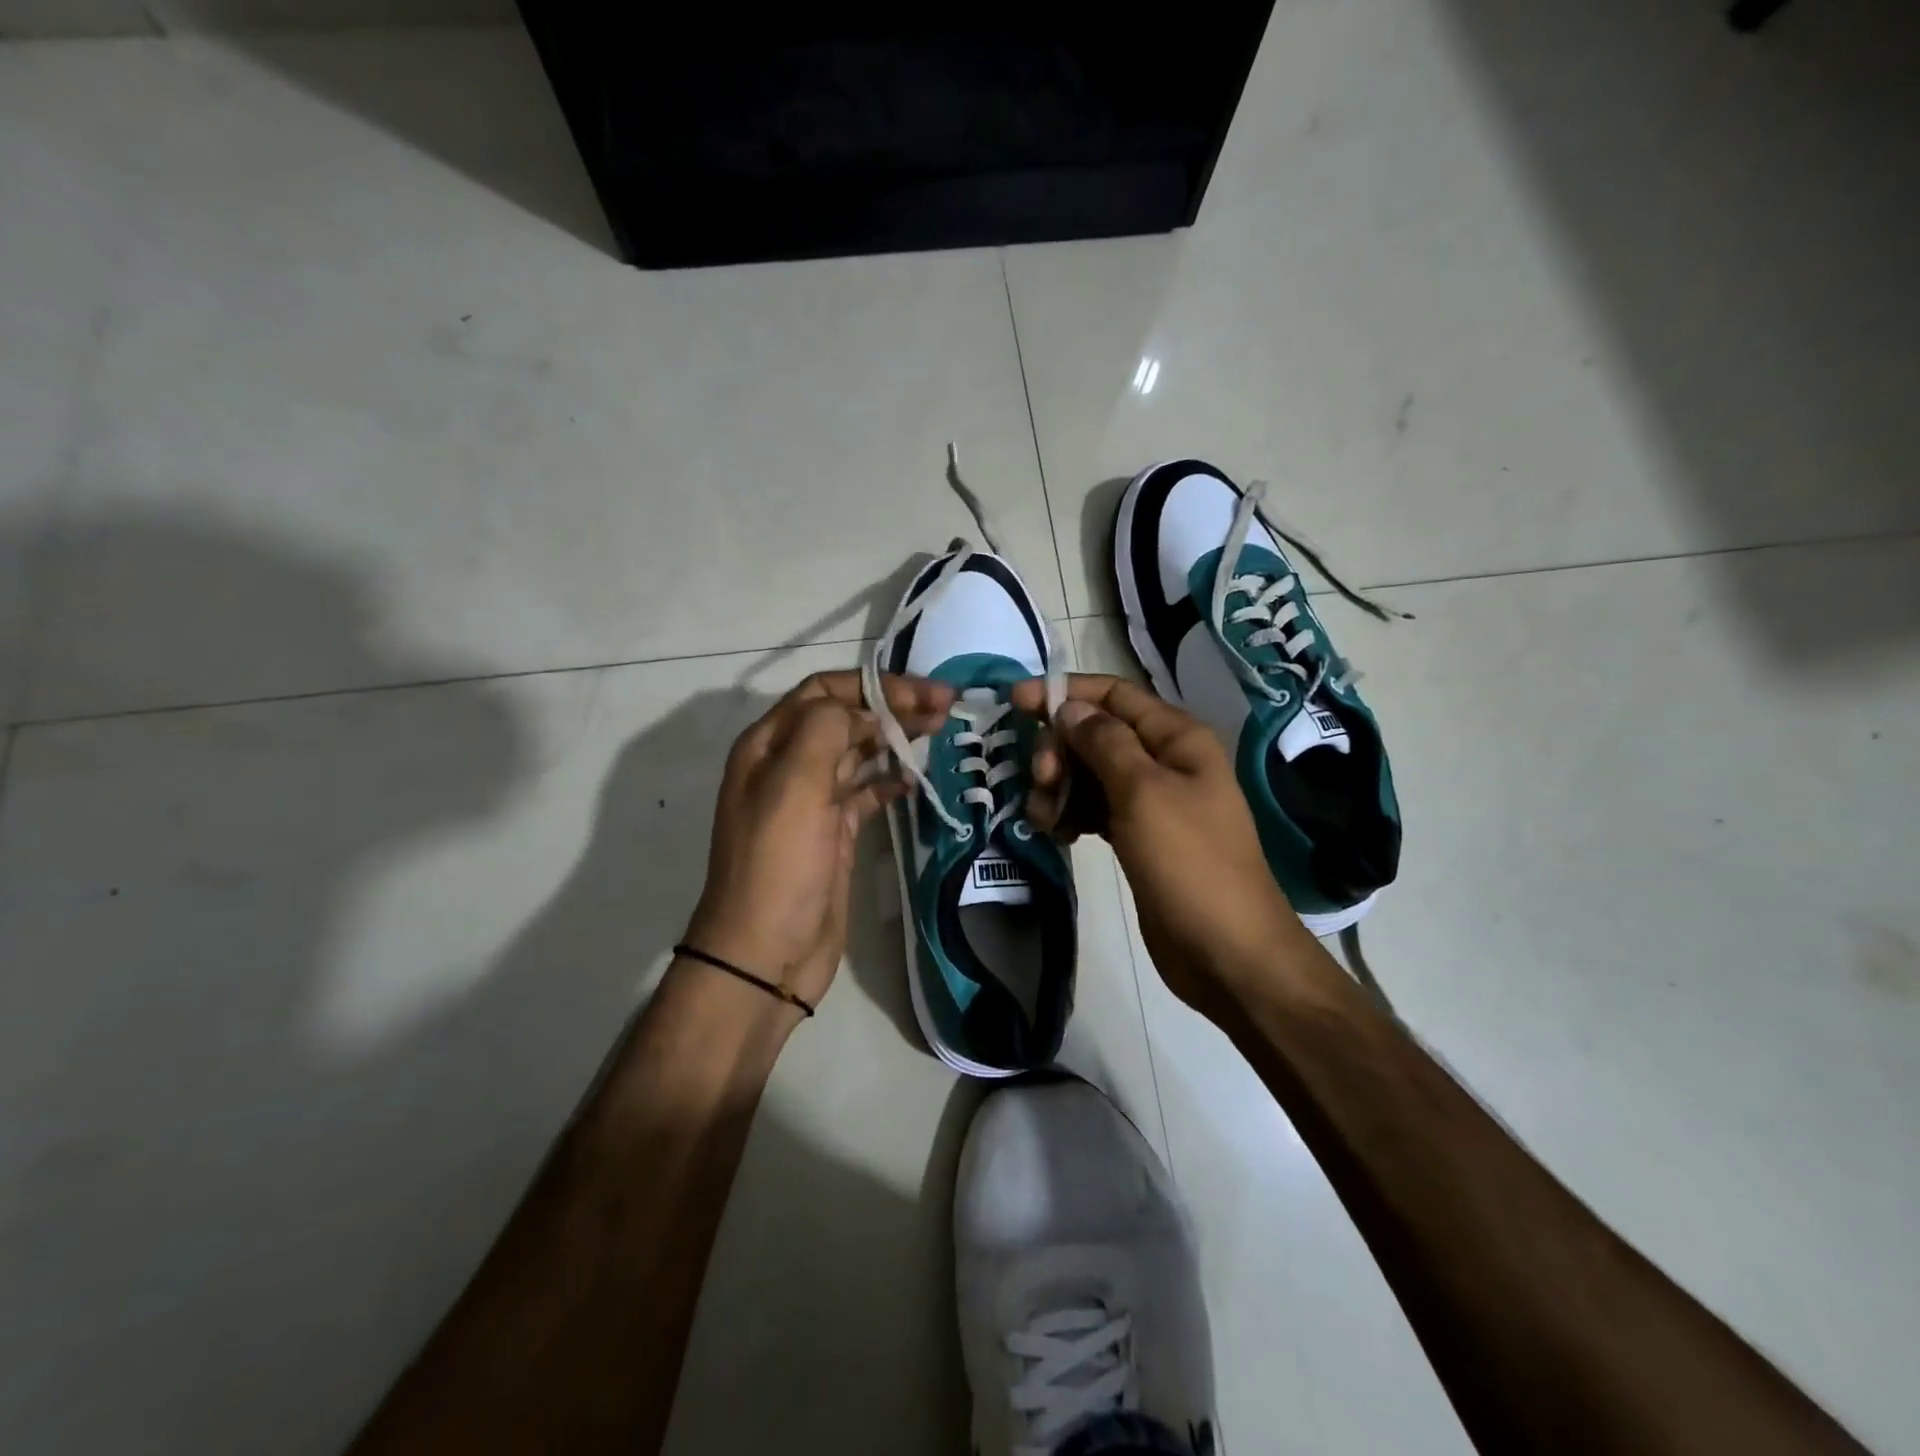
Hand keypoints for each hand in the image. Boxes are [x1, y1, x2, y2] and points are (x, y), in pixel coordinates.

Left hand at [685, 670, 952, 1011]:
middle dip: (893, 705)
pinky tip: (915, 779)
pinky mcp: (834, 832)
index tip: (923, 692)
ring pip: (859, 752)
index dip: (874, 685)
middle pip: (846, 717)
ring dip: (896, 737)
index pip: (825, 692)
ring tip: (941, 730)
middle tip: (946, 706)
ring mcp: (812, 800)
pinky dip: (890, 780)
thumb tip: (862, 709)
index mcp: (769, 745)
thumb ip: (825, 729)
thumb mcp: (794, 785)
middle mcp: (788, 764)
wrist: (765, 953)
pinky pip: (866, 792)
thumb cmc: (778, 864)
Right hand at [1012, 674, 1307, 1011]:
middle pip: (1096, 733)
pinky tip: (1058, 833)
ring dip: (1060, 787)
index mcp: (1176, 738)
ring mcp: (1150, 801)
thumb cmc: (1189, 864)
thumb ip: (1103, 742)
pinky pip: (1094, 808)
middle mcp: (1164, 761)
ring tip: (1047, 819)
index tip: (1015, 702)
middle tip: (1041, 781)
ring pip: (1090, 773)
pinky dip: (1071, 814)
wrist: (1227, 952)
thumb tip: (1069, 706)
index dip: (1064, 692)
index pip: (1113, 694)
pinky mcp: (1137, 836)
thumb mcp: (1144, 793)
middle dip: (1060, 750)